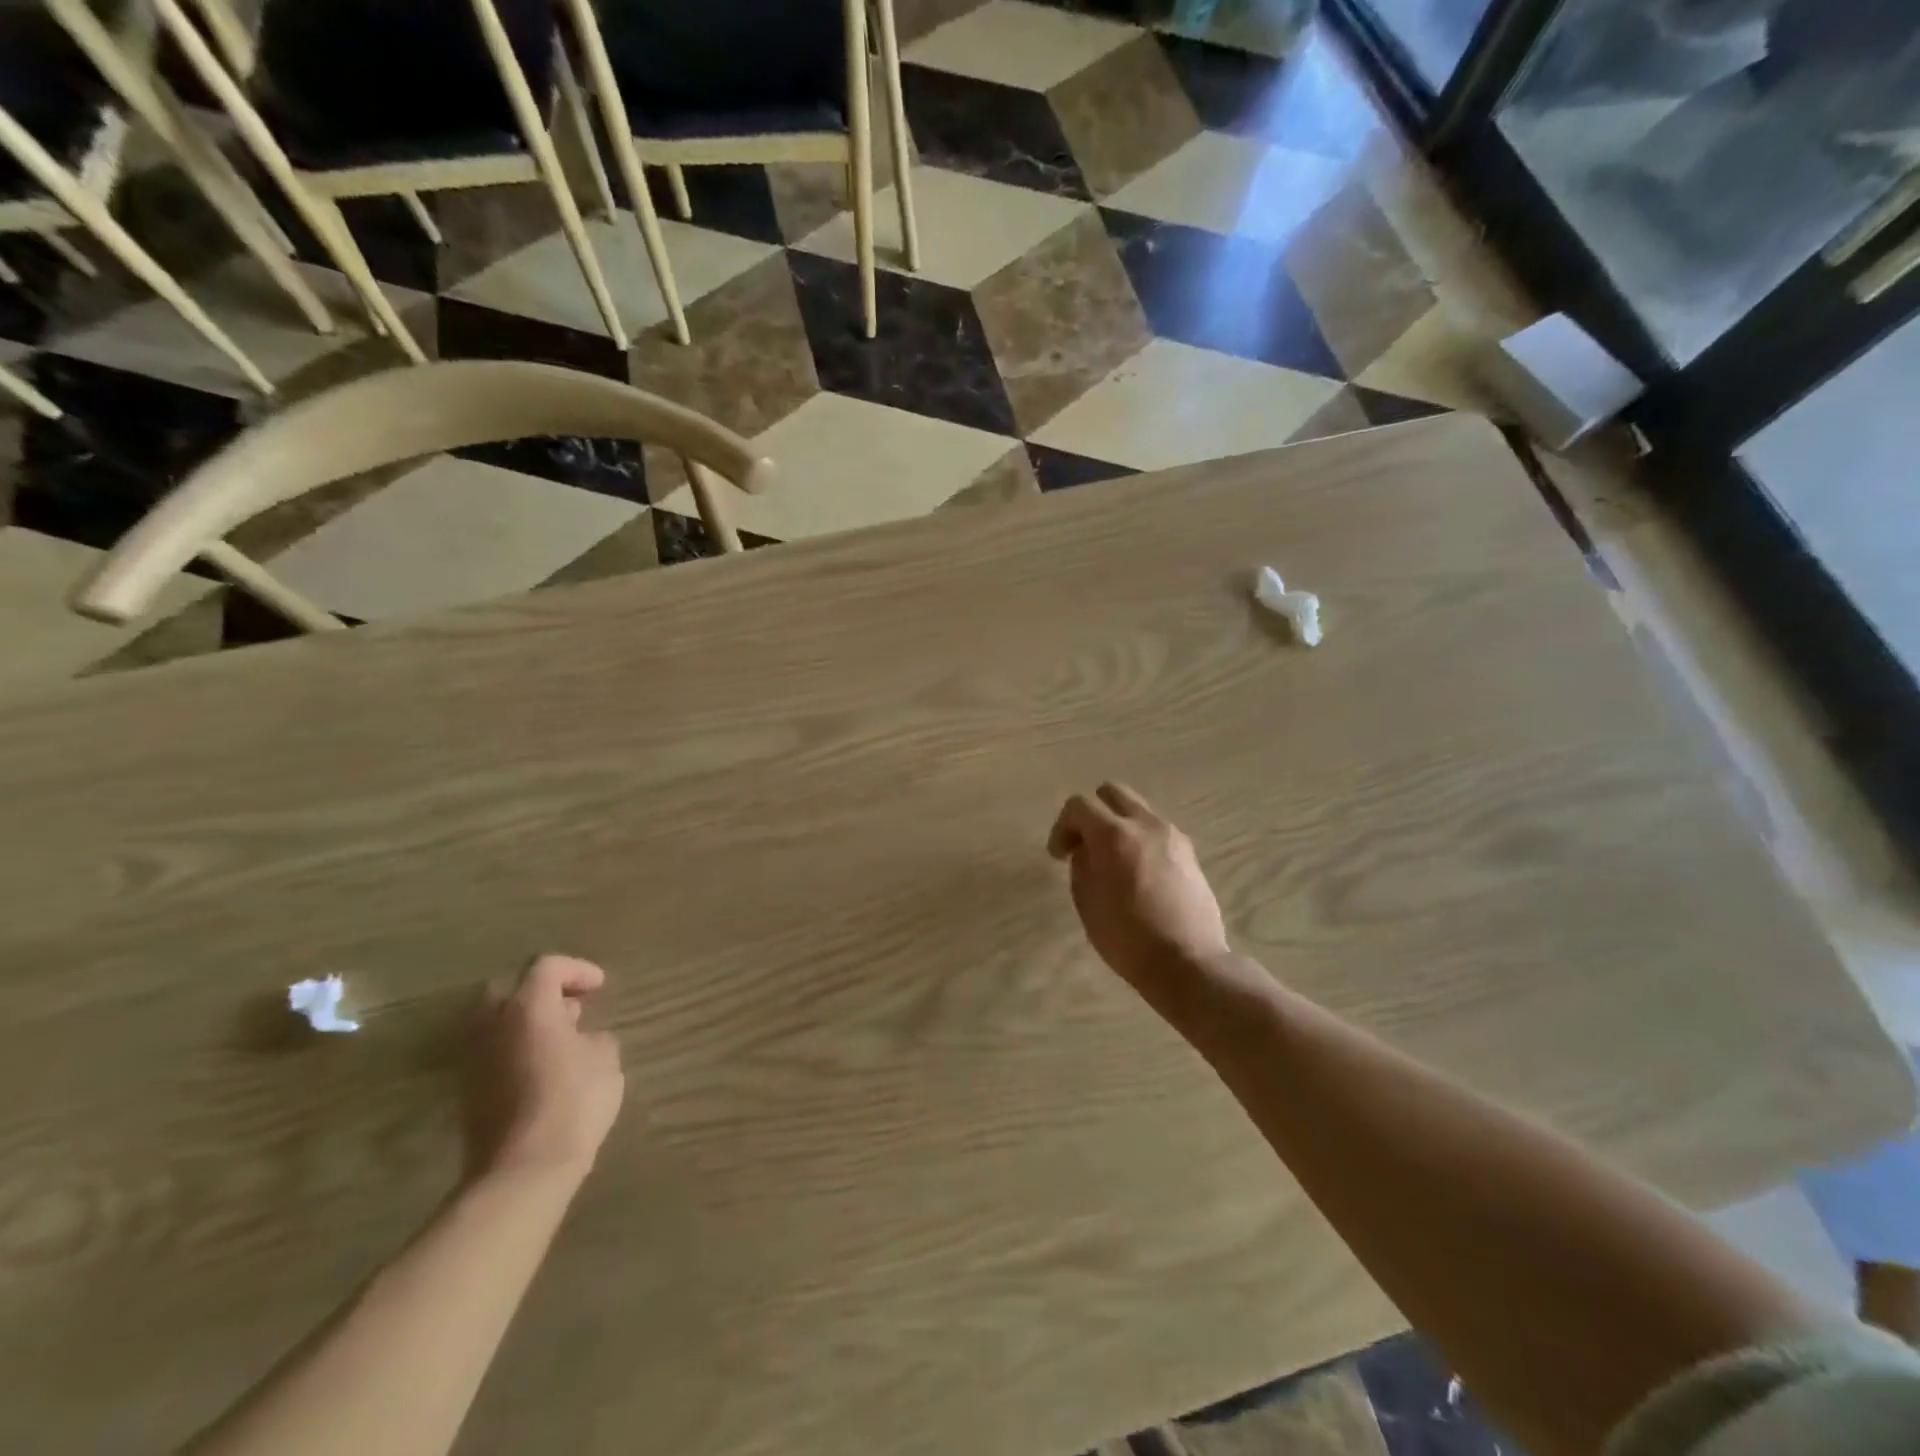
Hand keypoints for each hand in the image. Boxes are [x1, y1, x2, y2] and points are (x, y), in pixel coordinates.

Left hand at [463, 955, 624, 1186]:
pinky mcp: (466, 1091)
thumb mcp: (605, 1058)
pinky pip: (491, 1052)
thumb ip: (593, 1036)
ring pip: (496, 1022)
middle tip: (572, 1008)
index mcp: (527, 1007)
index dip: (576, 970)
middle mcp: (492, 1024)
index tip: (599, 987)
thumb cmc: (573, 1101)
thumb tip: (580, 1038)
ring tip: (560, 1040)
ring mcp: (473, 1058)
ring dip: (526, 1022)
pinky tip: (542, 1069)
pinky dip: (514, 1049)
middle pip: (510, 989)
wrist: (522, 1170)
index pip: (546, 966)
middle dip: (542, 992)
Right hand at [1047, 783, 1231, 1009]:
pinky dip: (1140, 840)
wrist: (1187, 962)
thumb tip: (1086, 849)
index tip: (1059, 856)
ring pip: (1138, 810)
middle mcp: (1146, 824)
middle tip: (1084, 844)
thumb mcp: (1087, 901)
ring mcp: (1172, 836)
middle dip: (1093, 813)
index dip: (1062, 826)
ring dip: (1119, 825)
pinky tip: (1138, 873)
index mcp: (1114, 834)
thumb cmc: (1126, 937)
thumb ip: (1082, 864)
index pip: (1079, 805)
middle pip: (1112, 792)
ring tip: (1113, 861)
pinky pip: (1157, 831)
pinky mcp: (1190, 852)